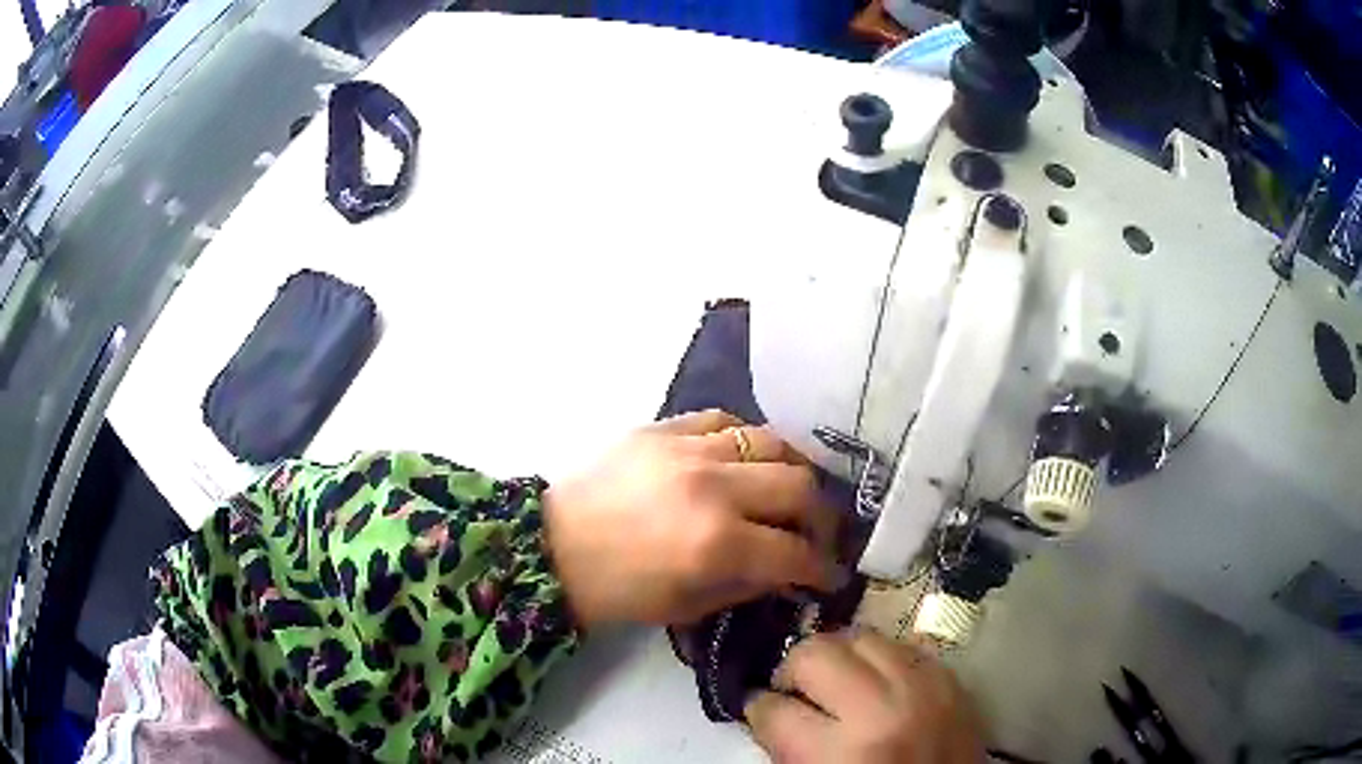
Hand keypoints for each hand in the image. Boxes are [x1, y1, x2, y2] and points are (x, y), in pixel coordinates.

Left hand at [543, 410, 840, 628]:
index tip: (831, 574)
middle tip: (816, 533)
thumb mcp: (687, 606)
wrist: (550, 547)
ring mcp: (688, 449)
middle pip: (799, 487)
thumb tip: (788, 571)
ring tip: (791, 489)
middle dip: (821, 517)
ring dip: (793, 469)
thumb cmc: (617, 590)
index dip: (822, 568)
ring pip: (772, 441)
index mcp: (716, 544)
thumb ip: (749, 585)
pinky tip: (745, 459)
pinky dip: (746, 440)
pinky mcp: (663, 427)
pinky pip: (724, 420)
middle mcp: (713, 488)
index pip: (796, 551)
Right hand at [745, 631, 985, 762]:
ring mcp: (924, 686)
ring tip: (835, 681)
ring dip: (838, 656)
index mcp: (842, 752)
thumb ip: (788, 748)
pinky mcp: (950, 678)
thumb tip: (768, 711)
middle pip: (815, 654)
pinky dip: (880, 657)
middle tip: (794, 691)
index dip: (759, 709)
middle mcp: (883, 708)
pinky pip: (903, 645)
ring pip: (860, 636)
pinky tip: (875, 680)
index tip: (761, 711)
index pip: (774, 709)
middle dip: (793, 670)